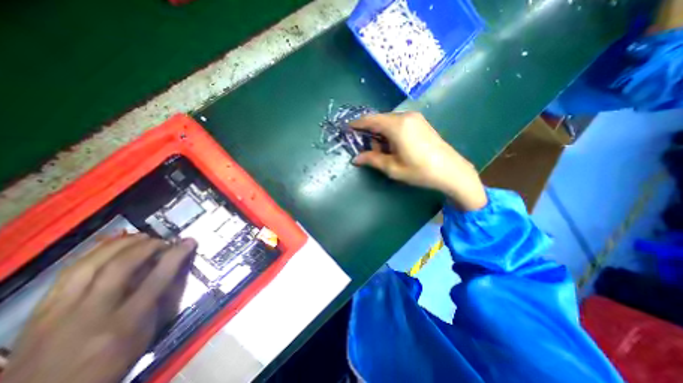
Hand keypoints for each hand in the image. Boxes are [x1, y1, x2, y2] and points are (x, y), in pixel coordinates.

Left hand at [2, 233, 196, 382]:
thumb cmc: (107, 367)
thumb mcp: (143, 339)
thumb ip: (158, 304)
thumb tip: (171, 274)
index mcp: (124, 324)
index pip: (157, 279)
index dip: (176, 255)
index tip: (189, 241)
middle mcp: (92, 312)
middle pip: (121, 267)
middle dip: (147, 246)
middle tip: (163, 241)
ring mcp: (61, 310)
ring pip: (91, 264)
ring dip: (121, 244)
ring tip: (140, 237)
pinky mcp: (41, 309)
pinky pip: (70, 271)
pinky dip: (94, 253)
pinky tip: (110, 246)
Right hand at [352, 111, 485, 212]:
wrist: (451, 170)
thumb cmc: (420, 171)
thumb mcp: (392, 168)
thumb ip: (372, 160)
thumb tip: (355, 159)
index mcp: (397, 126)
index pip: (370, 120)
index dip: (357, 123)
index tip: (348, 128)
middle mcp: (405, 116)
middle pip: (379, 119)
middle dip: (370, 132)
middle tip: (368, 149)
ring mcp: (415, 118)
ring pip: (389, 121)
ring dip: (381, 133)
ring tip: (383, 151)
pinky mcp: (421, 122)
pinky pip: (399, 123)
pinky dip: (391, 132)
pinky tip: (394, 146)